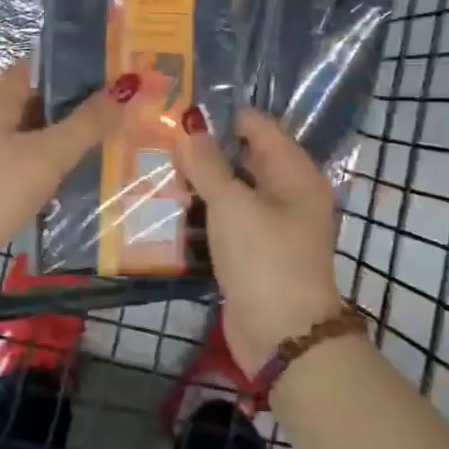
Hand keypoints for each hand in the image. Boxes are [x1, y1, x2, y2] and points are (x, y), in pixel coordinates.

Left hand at [0, 61, 129, 289]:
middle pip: (41, 101)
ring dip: (71, 137)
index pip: (38, 66)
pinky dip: (58, 167)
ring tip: (117, 138)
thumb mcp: (48, 152)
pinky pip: (33, 166)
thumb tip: (127, 86)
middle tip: (126, 105)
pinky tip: (86, 177)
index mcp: (0, 100)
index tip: (112, 68)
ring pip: (39, 136)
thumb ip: (88, 122)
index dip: (73, 63)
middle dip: (80, 103)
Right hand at [173, 106, 346, 376]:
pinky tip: (167, 207)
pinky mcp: (252, 250)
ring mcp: (269, 223)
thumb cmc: (264, 259)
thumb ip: (208, 164)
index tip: (178, 113)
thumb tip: (189, 130)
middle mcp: (286, 192)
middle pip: (241, 157)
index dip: (220, 116)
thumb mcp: (232, 205)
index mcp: (294, 172)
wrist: (282, 336)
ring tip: (154, 169)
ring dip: (197, 183)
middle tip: (157, 141)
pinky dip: (201, 212)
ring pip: (229, 189)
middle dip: (203, 150)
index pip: (257, 126)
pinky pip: (224, 219)